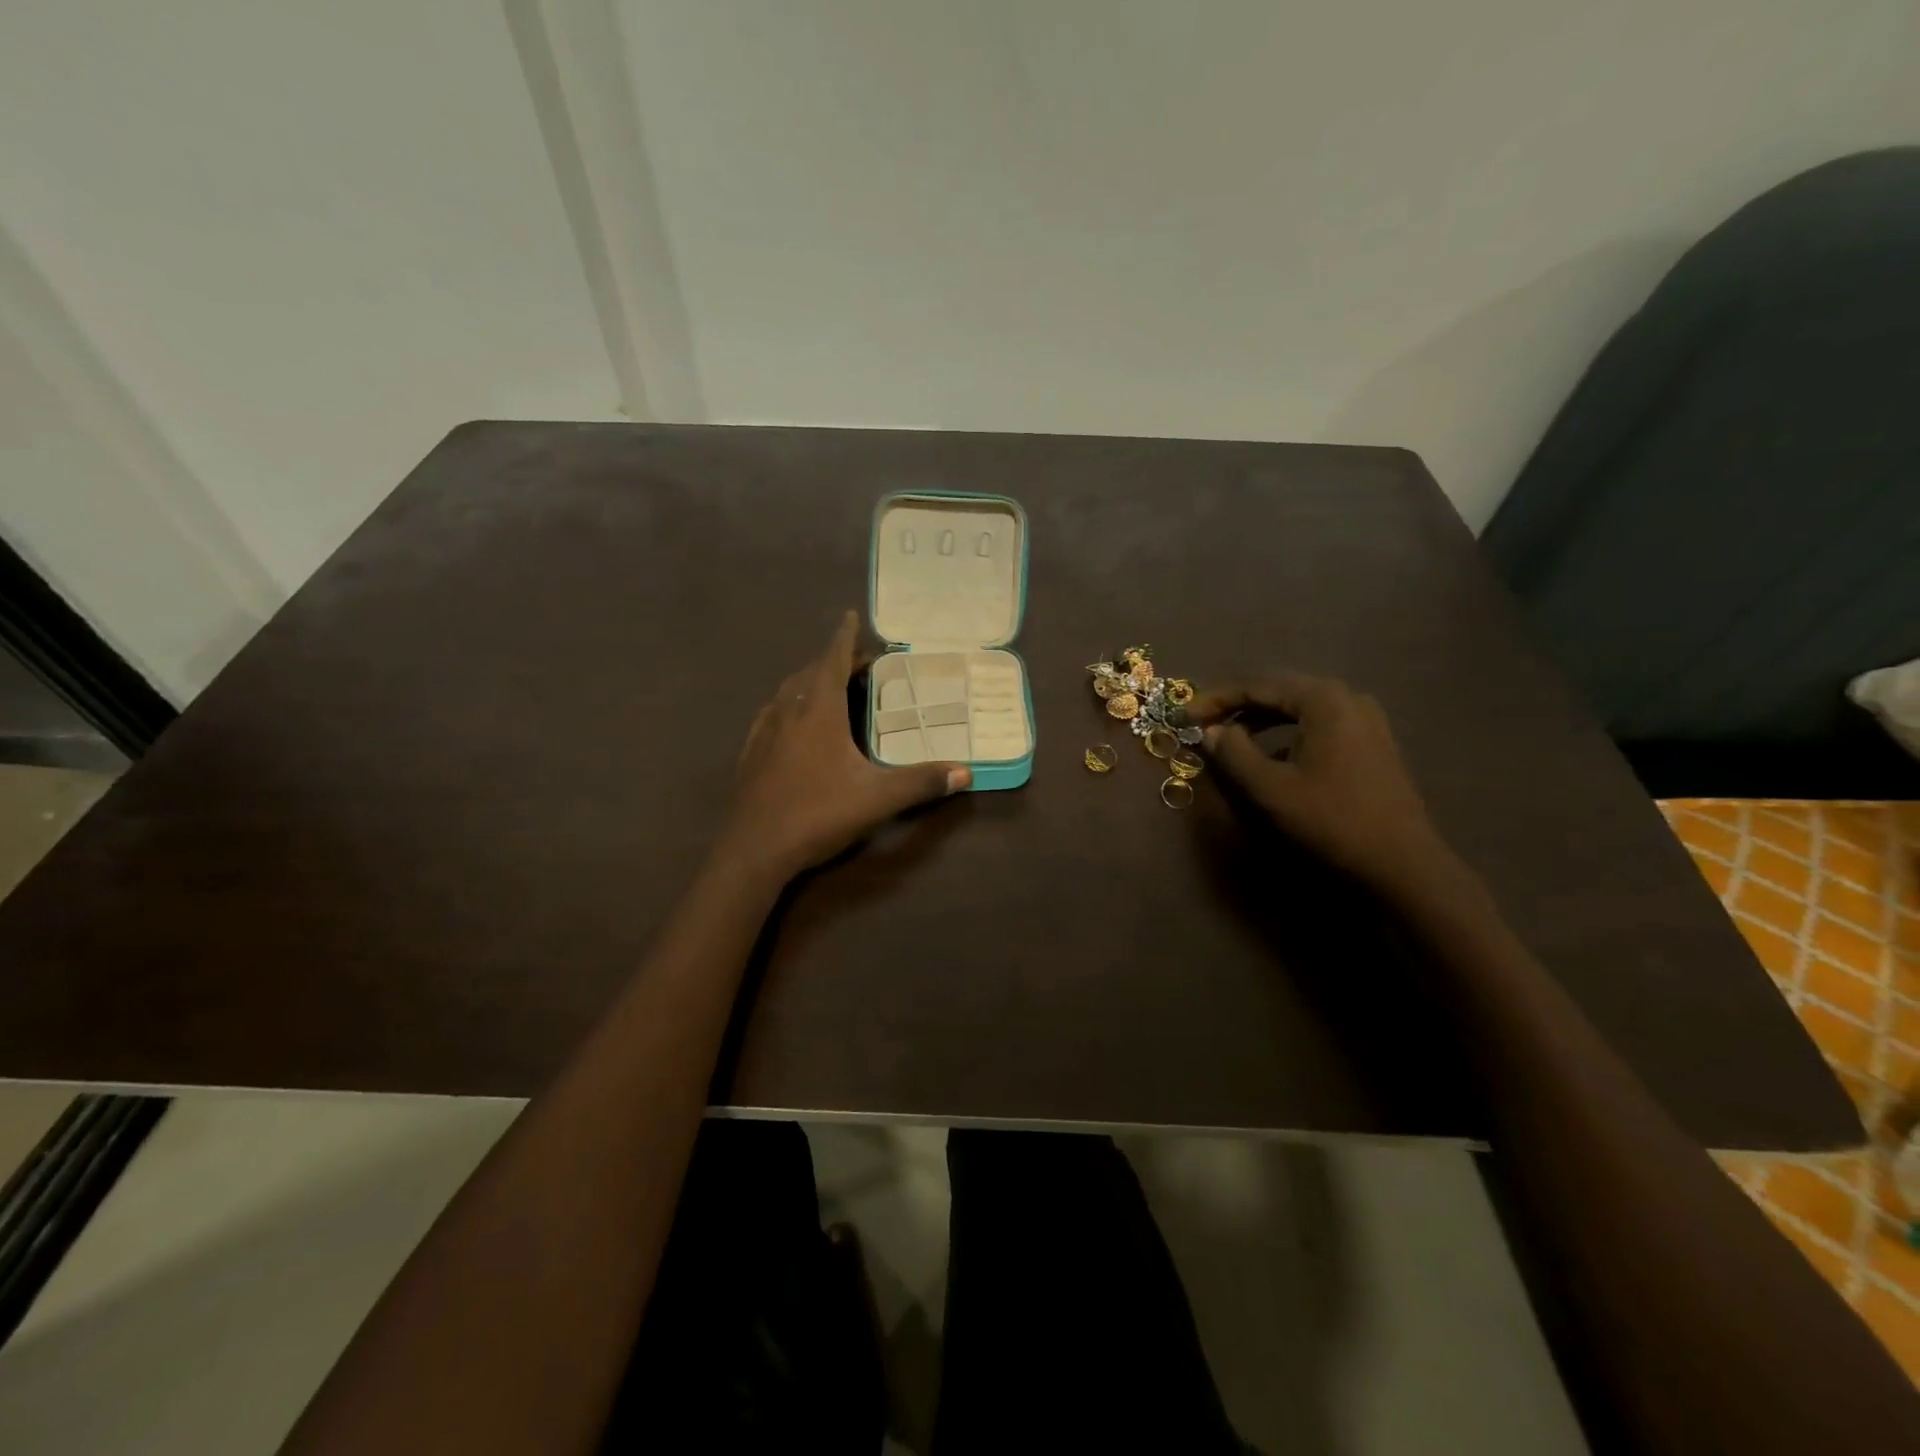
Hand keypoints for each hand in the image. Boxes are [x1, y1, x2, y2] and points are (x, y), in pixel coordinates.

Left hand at [724, 611, 969, 878]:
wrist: (755, 849)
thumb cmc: (817, 814)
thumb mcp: (876, 799)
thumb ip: (920, 783)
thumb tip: (966, 773)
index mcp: (819, 712)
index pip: (832, 661)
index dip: (844, 638)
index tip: (850, 616)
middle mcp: (789, 713)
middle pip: (810, 672)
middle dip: (833, 660)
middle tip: (858, 662)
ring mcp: (765, 733)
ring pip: (788, 692)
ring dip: (810, 680)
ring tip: (829, 685)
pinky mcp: (751, 755)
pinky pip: (771, 715)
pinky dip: (789, 705)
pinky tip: (792, 722)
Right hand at [1190, 672, 1455, 894]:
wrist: (1402, 863)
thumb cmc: (1332, 819)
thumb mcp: (1270, 788)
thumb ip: (1233, 753)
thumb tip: (1210, 731)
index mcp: (1323, 699)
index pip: (1257, 686)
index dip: (1215, 700)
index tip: (1183, 717)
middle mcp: (1347, 697)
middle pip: (1279, 691)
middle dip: (1237, 706)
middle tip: (1203, 724)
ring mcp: (1365, 719)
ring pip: (1299, 708)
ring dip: (1261, 720)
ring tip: (1232, 739)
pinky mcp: (1372, 742)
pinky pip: (1318, 724)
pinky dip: (1287, 733)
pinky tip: (1273, 756)